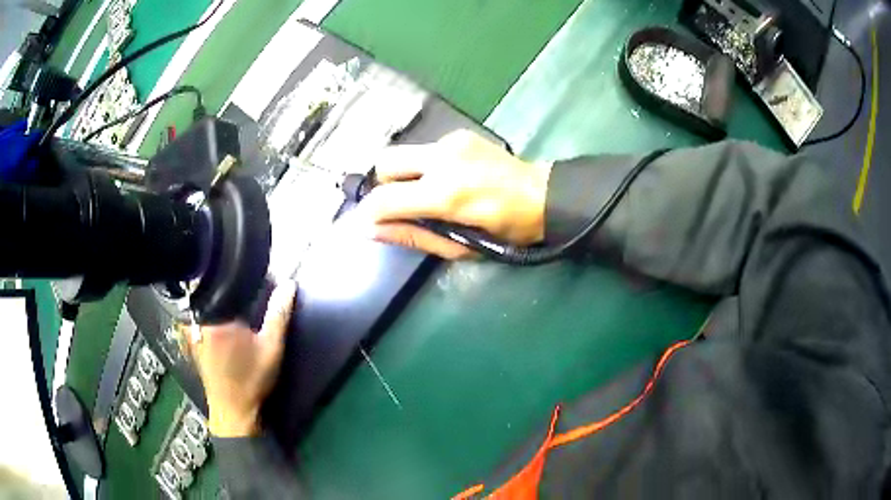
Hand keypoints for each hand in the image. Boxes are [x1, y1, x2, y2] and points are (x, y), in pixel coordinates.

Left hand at [187, 282, 295, 437]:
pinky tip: (228, 324)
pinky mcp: (193, 338)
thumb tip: (289, 284)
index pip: (228, 283)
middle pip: (215, 290)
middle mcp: (199, 318)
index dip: (245, 278)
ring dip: (223, 300)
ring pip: (208, 302)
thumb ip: (279, 314)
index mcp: (216, 315)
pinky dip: (214, 313)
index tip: (260, 280)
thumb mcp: (271, 347)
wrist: (233, 410)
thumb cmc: (252, 380)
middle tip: (252, 294)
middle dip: (233, 288)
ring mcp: (193, 329)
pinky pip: (202, 314)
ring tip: (242, 306)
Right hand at [358, 130, 551, 258]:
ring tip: (429, 192)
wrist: (544, 195)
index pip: (383, 199)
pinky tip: (450, 177)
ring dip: (406, 175)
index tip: (368, 222)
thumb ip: (413, 236)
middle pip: (385, 162)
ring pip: (404, 153)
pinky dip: (426, 166)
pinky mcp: (460, 135)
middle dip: (383, 185)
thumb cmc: (506, 231)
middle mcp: (442, 160)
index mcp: (444, 194)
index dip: (368, 213)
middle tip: (401, 204)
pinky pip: (426, 150)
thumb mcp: (460, 246)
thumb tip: (370, 230)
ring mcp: (451, 142)